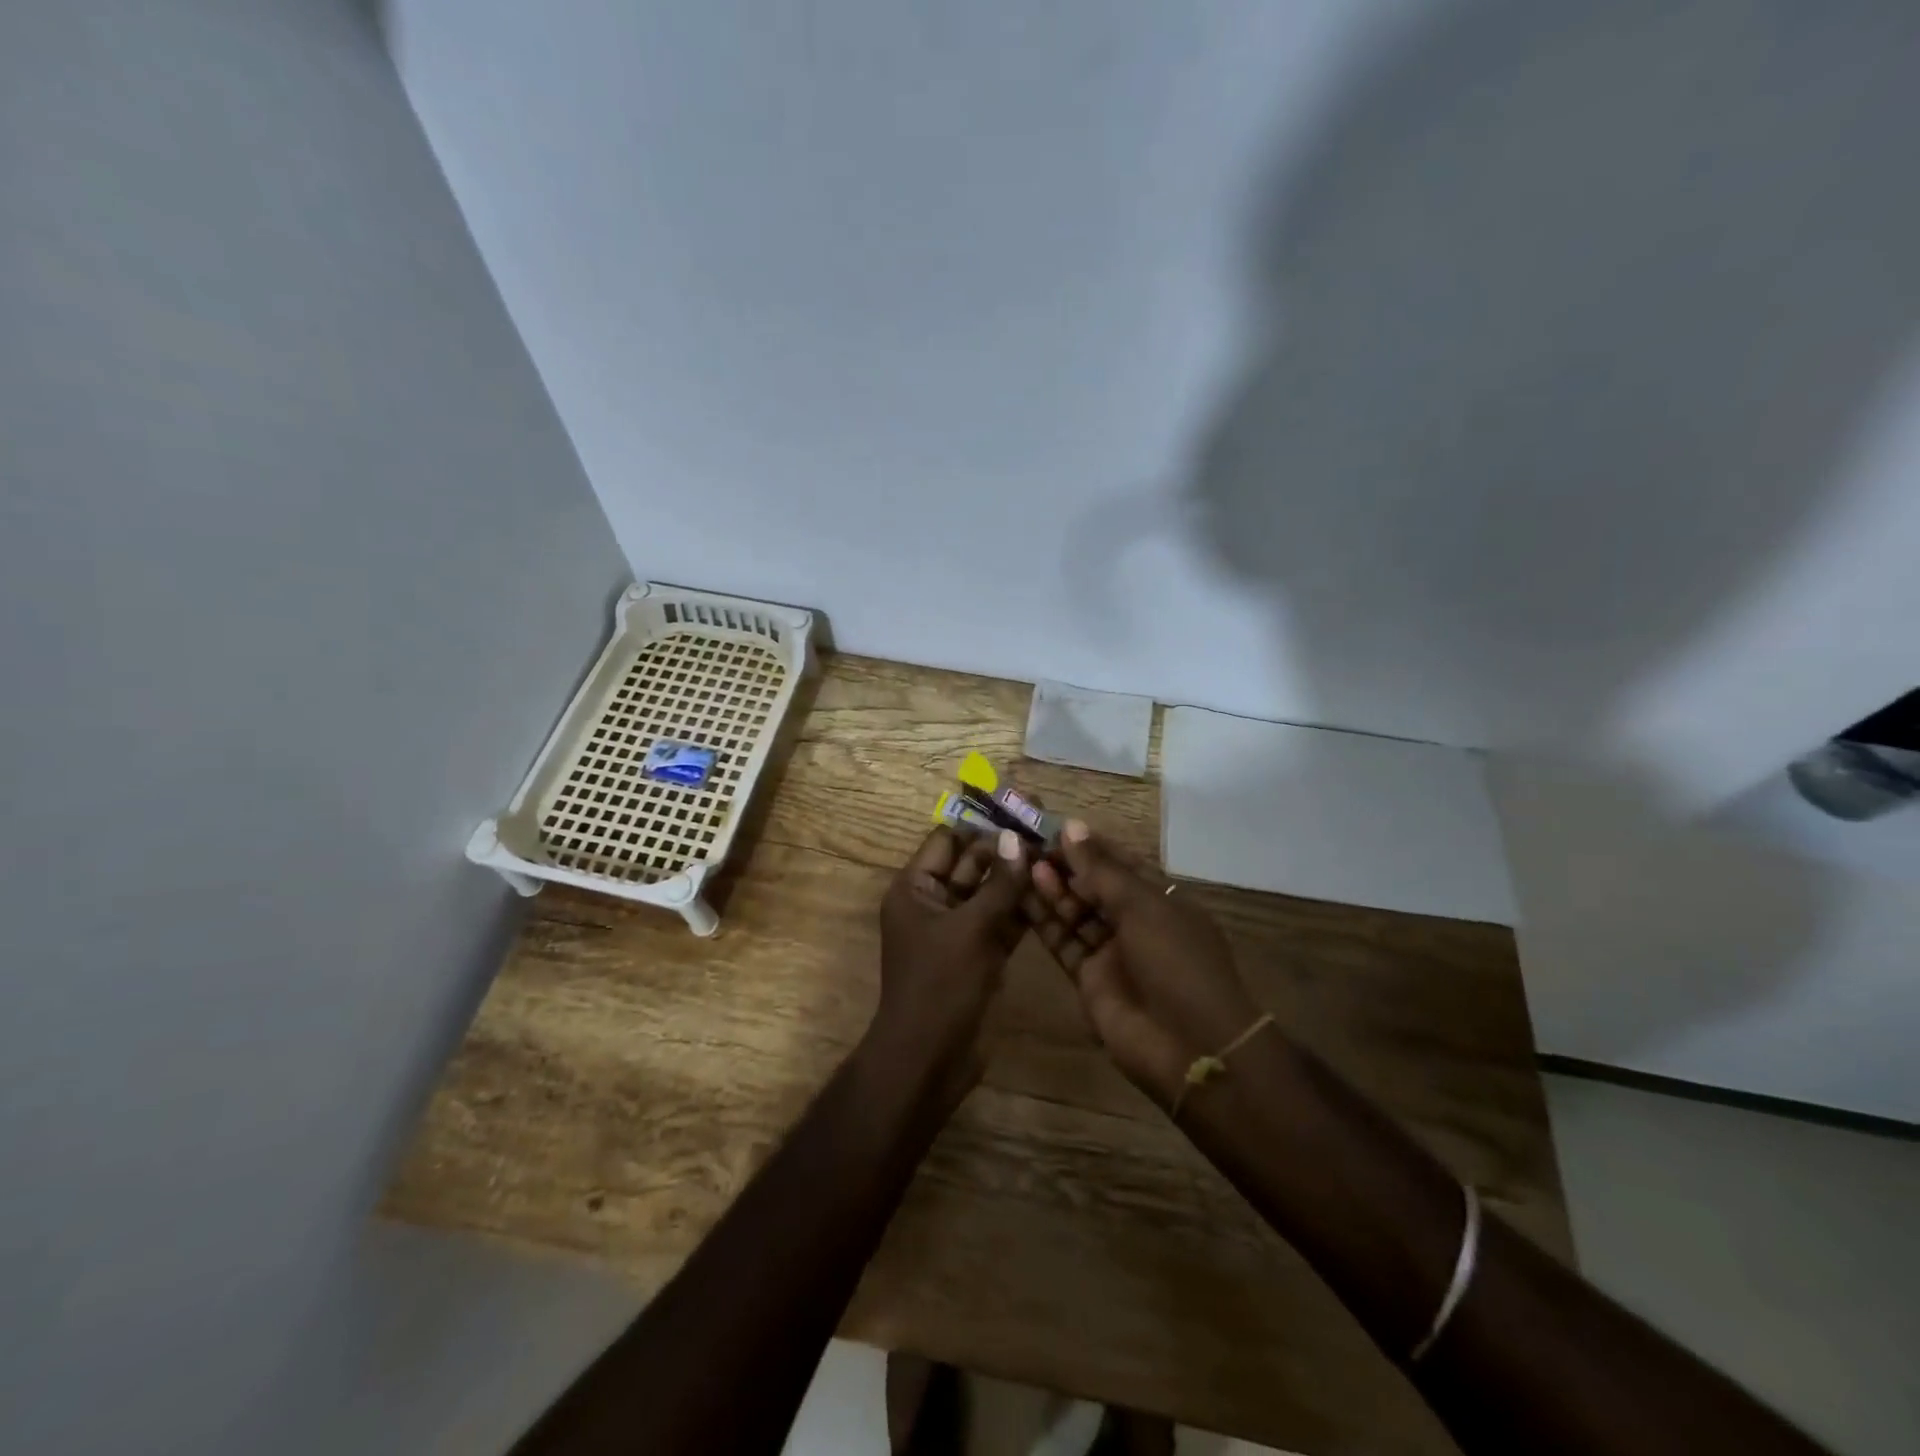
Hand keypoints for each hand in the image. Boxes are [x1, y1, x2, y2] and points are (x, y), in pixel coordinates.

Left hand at [871, 825, 1029, 1103]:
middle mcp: (935, 902)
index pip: (947, 840)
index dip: (981, 823)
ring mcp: (959, 929)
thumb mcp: (970, 929)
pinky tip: (1055, 889)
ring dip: (1019, 876)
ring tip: (1058, 850)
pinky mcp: (980, 953)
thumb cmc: (940, 986)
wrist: (930, 1059)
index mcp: (915, 889)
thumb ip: (998, 884)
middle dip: (1006, 848)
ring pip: (991, 892)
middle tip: (1048, 826)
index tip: (1019, 808)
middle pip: (973, 863)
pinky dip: (1023, 907)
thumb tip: (1016, 837)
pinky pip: (1002, 920)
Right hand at [1029, 822, 1262, 1107]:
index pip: (1119, 863)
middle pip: (1094, 886)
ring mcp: (1113, 951)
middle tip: (1027, 843)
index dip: (1088, 845)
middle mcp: (1136, 922)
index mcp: (1161, 899)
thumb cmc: (1176, 961)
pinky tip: (1023, 895)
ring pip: (1076, 912)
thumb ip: (1100, 869)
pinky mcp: (1090, 978)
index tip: (1052, 827)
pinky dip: (1045, 920)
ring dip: (1051, 889)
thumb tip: (1070, 826)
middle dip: (1065, 865)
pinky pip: (1064, 941)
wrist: (1189, 1047)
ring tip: (1022, 863)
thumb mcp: (1141, 906)